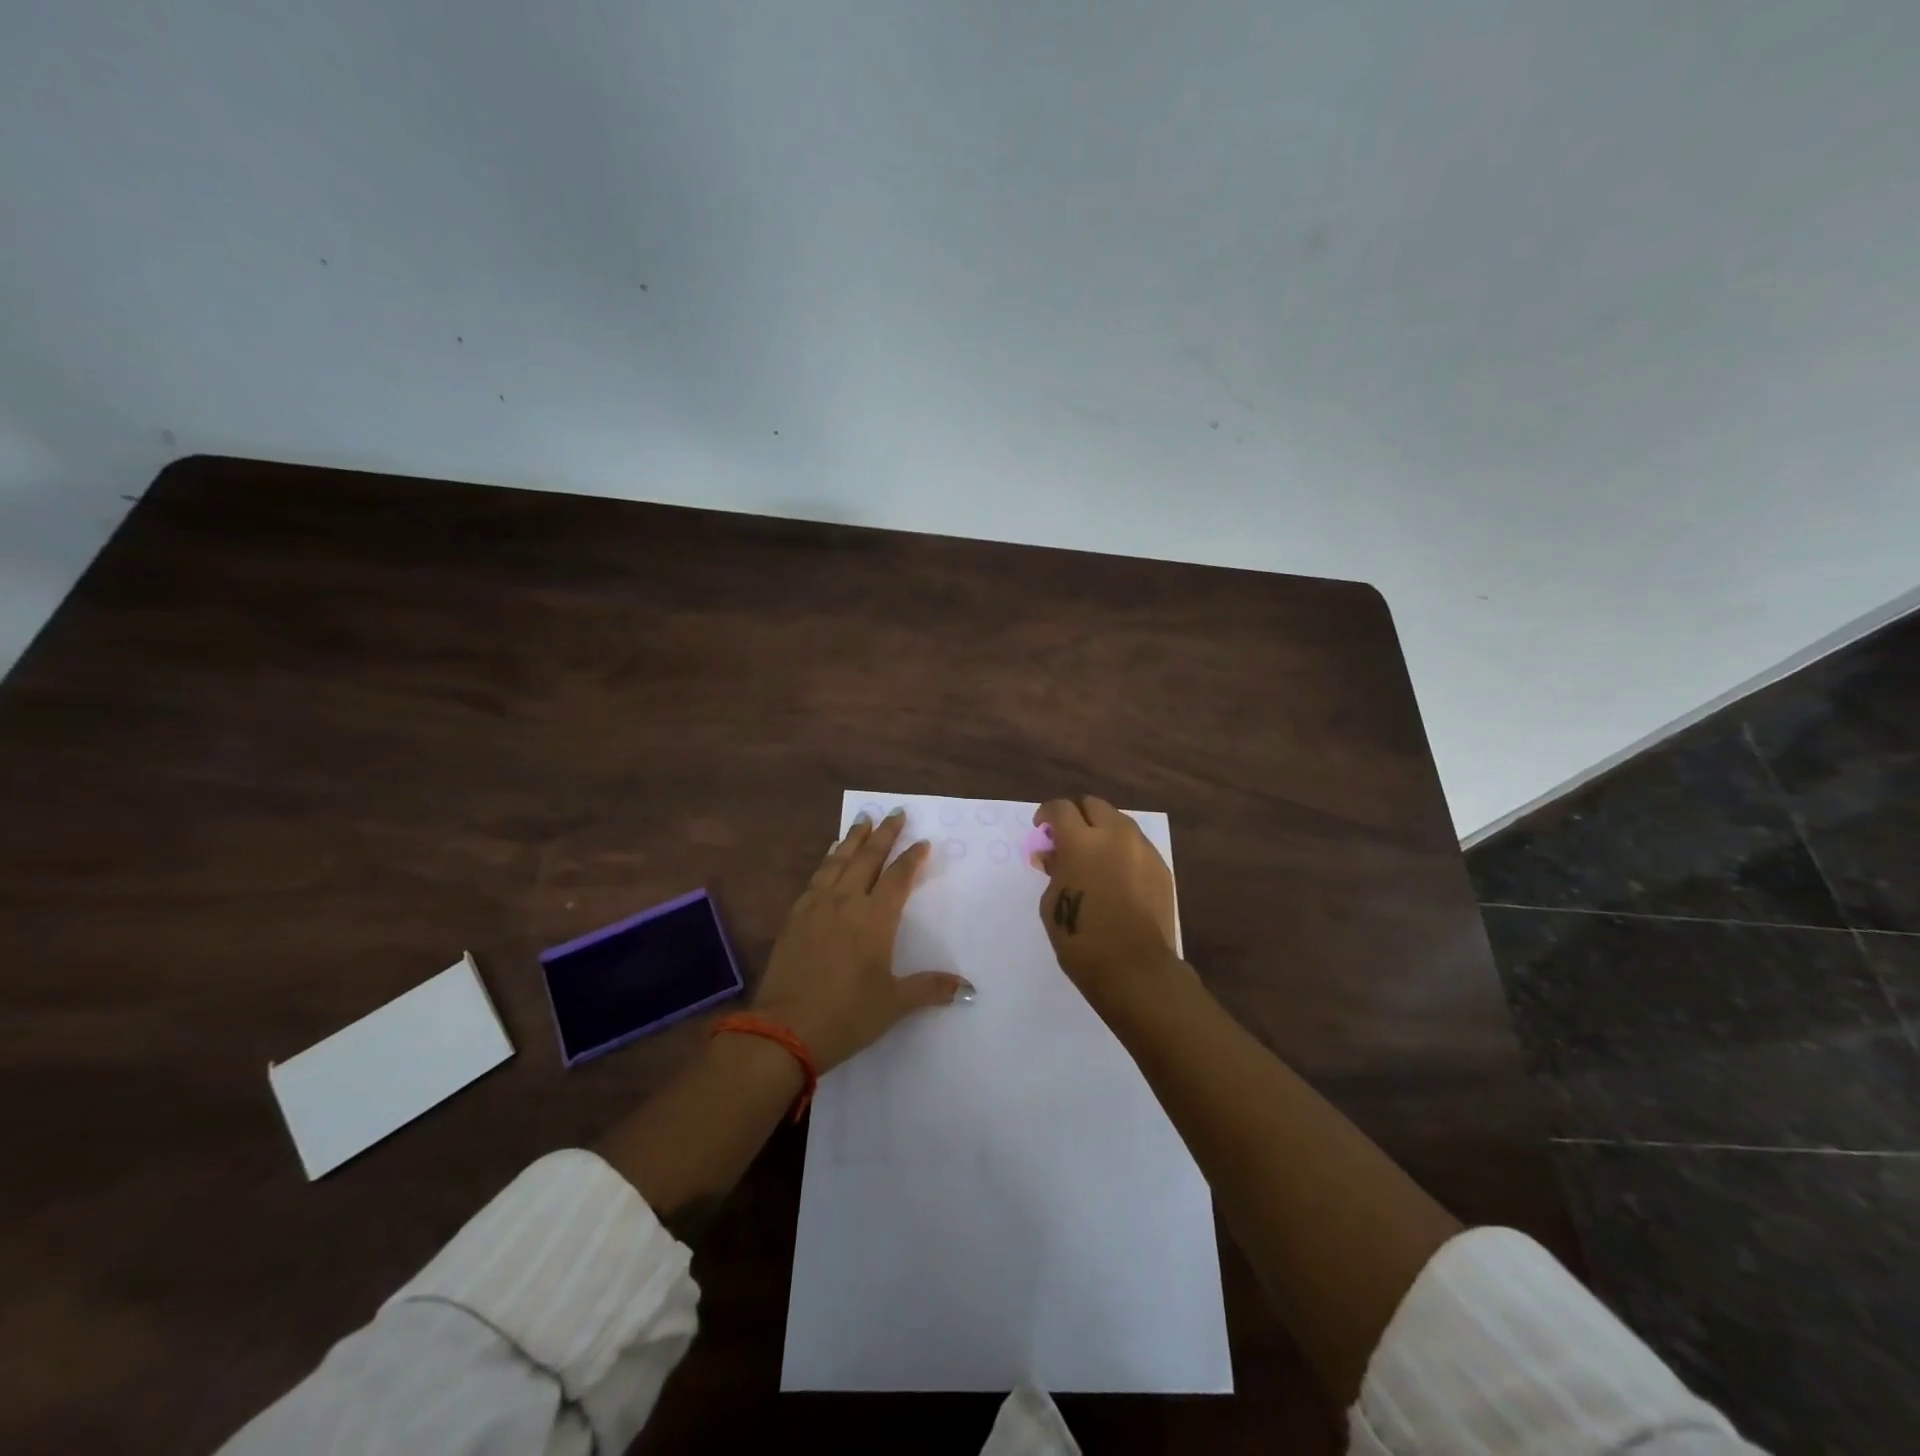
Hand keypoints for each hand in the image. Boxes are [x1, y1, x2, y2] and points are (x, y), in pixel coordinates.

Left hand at [752, 808, 972, 1071]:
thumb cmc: (847, 1015)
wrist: (784, 1029)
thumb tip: (968, 989)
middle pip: (868, 858)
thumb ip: (930, 988)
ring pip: (838, 860)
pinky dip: (828, 859)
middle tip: (895, 812)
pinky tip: (830, 854)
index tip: (923, 841)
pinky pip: (816, 876)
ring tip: (863, 820)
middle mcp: (846, 902)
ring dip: (854, 839)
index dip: (912, 858)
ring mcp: (817, 906)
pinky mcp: (795, 916)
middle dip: (884, 834)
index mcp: (875, 918)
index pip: (898, 877)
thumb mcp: (894, 1003)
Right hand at [1034, 796, 1180, 1002]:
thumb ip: (1054, 870)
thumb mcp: (1052, 903)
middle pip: (1094, 805)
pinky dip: (1122, 852)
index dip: (1046, 814)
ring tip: (1094, 857)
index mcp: (1082, 841)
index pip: (1060, 808)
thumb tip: (1053, 855)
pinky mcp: (1161, 868)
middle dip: (1077, 816)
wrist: (1135, 968)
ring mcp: (1143, 850)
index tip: (1042, 828)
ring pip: (1119, 822)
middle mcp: (1115, 835)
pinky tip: (1117, 876)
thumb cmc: (1081, 939)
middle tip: (1068, 838)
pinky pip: (1137, 846)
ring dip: (1102, 831)